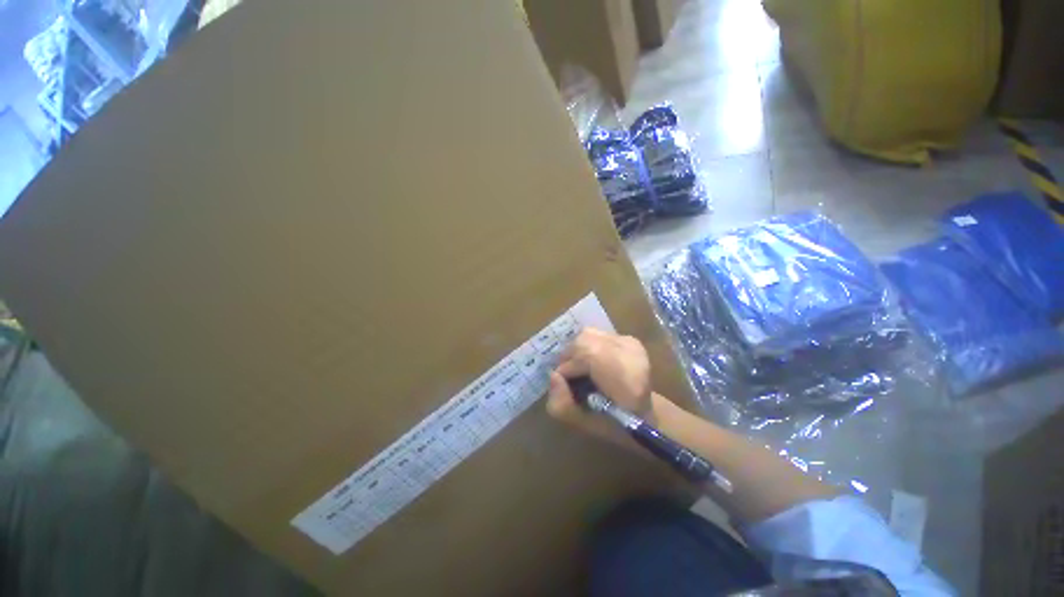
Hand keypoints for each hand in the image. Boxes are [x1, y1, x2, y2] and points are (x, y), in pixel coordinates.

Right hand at [546, 328, 654, 437]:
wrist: (644, 414)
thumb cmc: (614, 425)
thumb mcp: (582, 424)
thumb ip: (561, 405)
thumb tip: (553, 375)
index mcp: (629, 382)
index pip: (590, 355)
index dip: (569, 366)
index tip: (565, 381)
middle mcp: (633, 355)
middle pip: (585, 339)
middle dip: (570, 355)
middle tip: (569, 373)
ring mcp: (632, 344)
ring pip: (589, 334)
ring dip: (577, 349)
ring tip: (580, 366)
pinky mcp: (630, 339)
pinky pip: (597, 334)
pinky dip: (587, 345)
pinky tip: (593, 360)